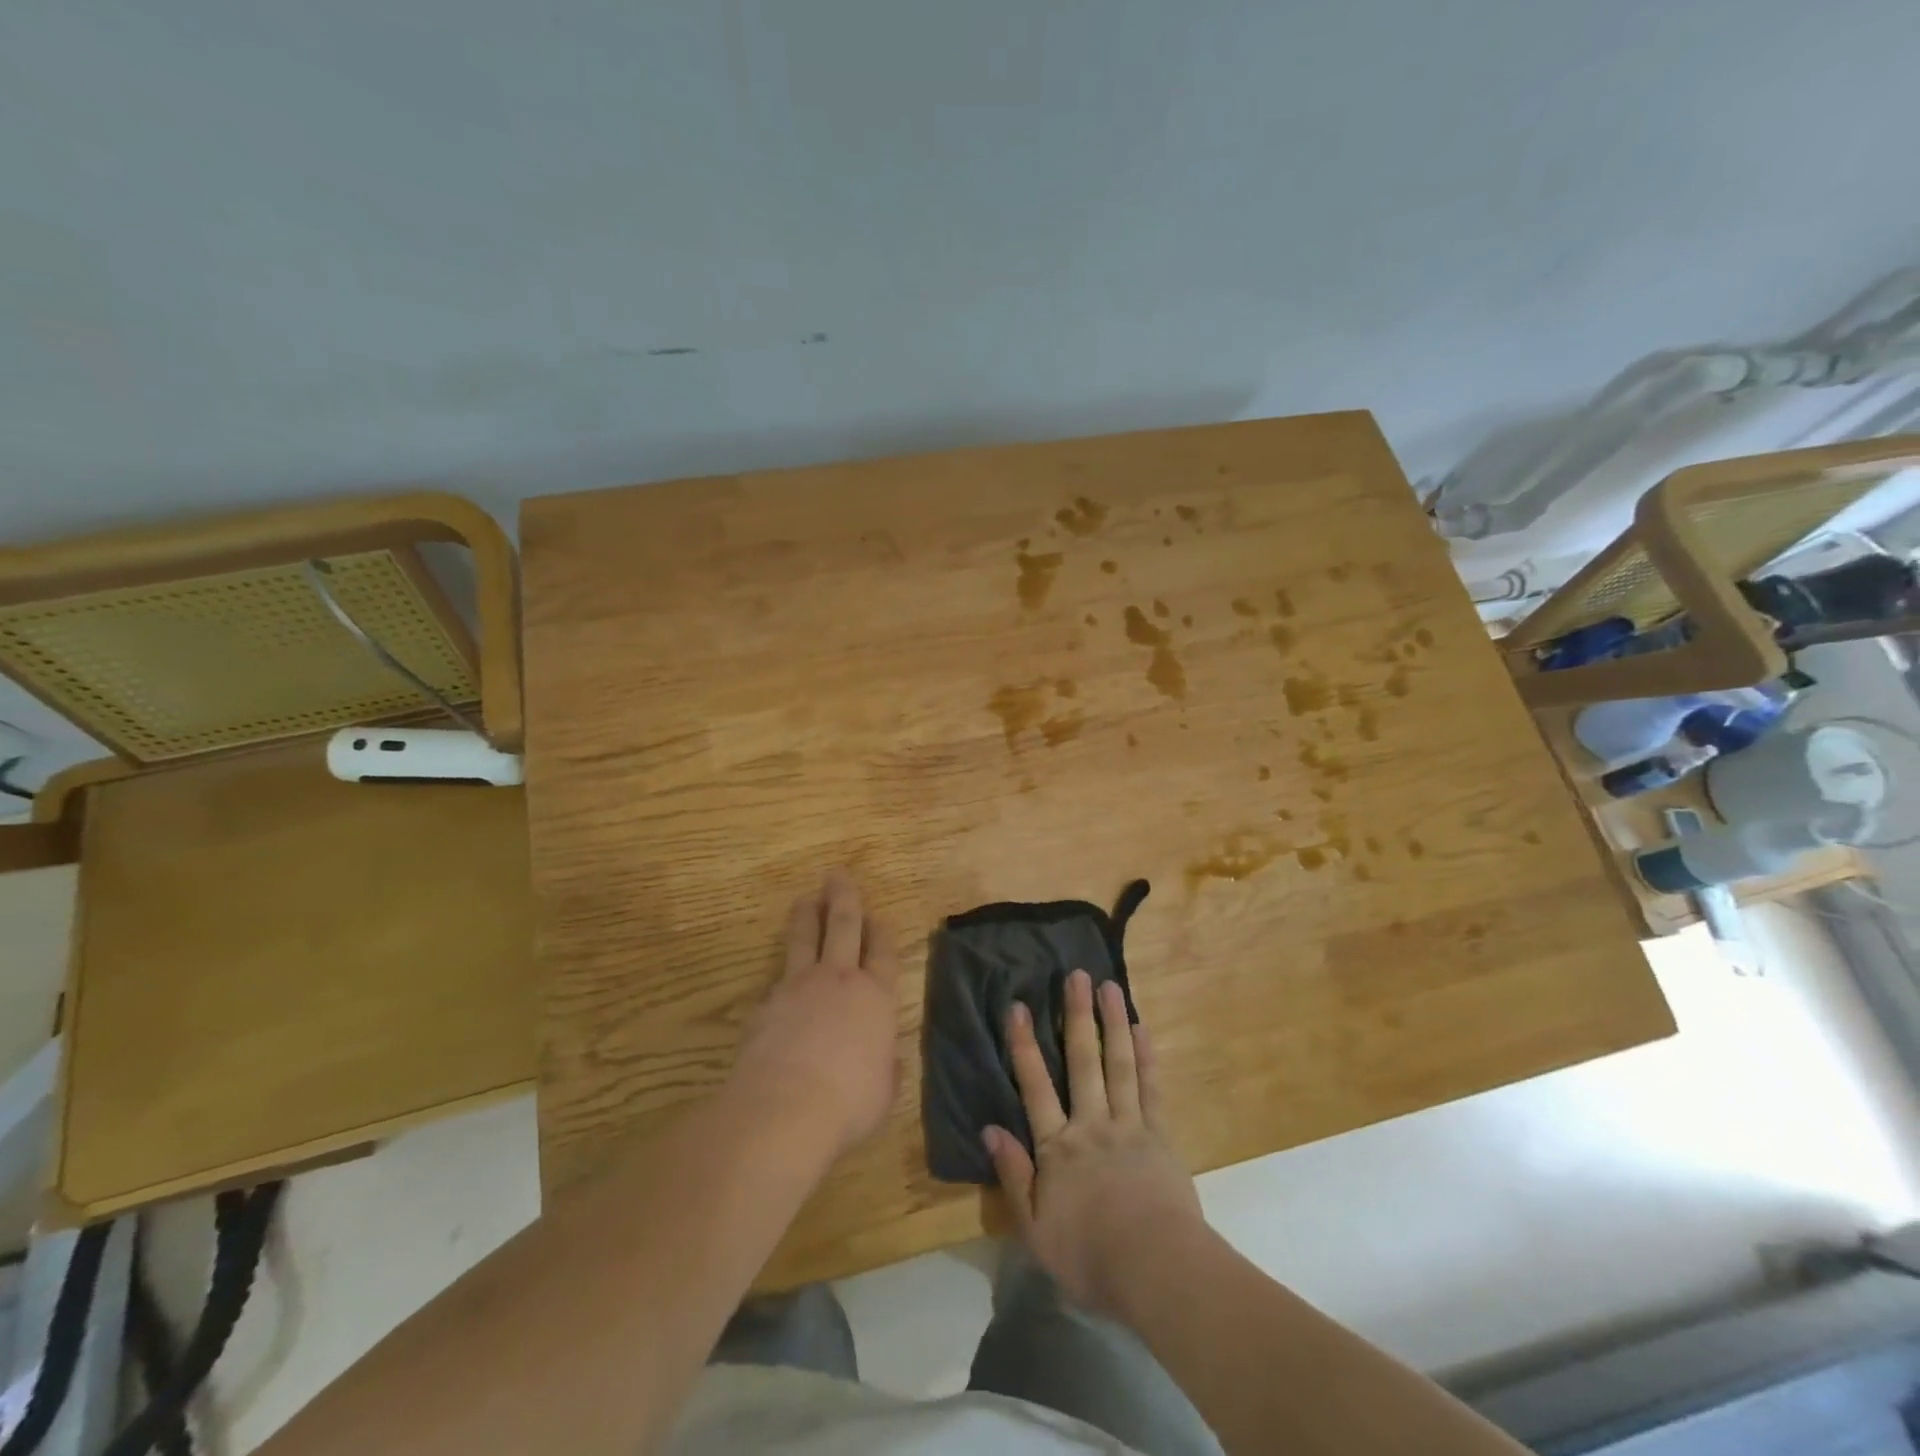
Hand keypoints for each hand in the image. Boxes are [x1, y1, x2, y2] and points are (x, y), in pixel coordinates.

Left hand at [732, 871, 901, 1157]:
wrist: (785, 1107)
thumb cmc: (849, 1103)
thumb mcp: (883, 1092)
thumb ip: (885, 1068)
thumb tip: (886, 1061)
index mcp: (875, 997)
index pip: (882, 952)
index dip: (881, 931)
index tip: (878, 915)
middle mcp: (839, 980)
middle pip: (843, 926)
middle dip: (843, 898)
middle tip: (837, 876)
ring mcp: (799, 986)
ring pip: (804, 938)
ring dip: (807, 915)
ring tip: (806, 899)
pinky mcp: (767, 1002)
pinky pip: (777, 974)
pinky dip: (782, 967)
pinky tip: (780, 972)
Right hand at [985, 970, 1204, 1317]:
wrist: (1156, 1271)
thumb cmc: (1090, 1256)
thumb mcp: (1035, 1228)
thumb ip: (1013, 1175)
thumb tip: (989, 1129)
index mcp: (1058, 1147)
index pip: (1035, 1086)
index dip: (1024, 1044)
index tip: (1018, 1006)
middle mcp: (1092, 1124)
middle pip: (1083, 1061)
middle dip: (1077, 1016)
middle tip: (1076, 975)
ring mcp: (1129, 1125)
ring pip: (1119, 1064)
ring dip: (1113, 1022)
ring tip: (1110, 986)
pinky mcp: (1160, 1135)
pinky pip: (1151, 1088)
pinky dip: (1146, 1056)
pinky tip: (1141, 1028)